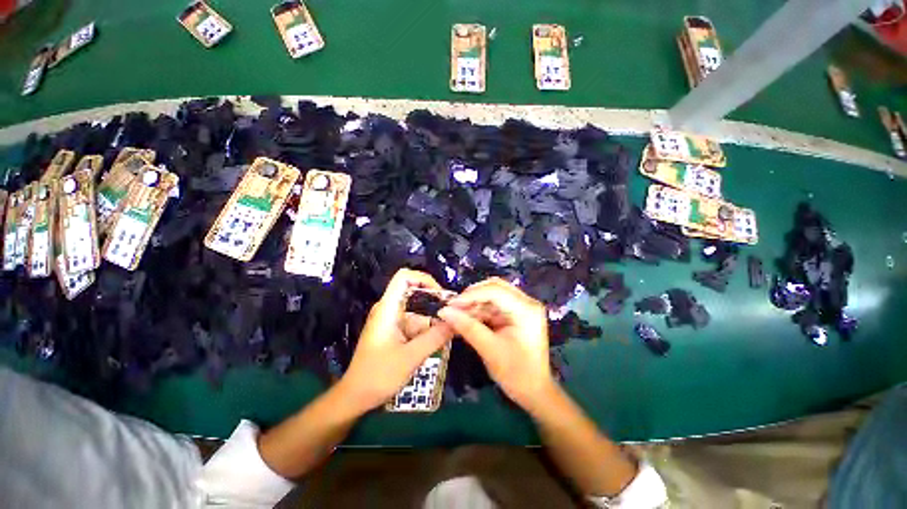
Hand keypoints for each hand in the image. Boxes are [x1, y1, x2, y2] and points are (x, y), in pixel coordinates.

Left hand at [339, 268, 454, 411]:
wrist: (355, 397)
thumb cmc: (378, 376)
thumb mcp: (411, 357)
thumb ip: (436, 337)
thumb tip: (457, 321)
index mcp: (388, 308)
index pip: (404, 277)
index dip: (424, 279)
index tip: (441, 296)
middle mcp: (389, 308)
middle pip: (414, 291)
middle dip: (434, 300)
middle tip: (451, 314)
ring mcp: (391, 319)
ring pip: (416, 307)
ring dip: (432, 316)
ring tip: (448, 329)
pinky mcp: (394, 330)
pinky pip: (414, 320)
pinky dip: (426, 327)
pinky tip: (436, 339)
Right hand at [437, 277, 554, 411]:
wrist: (534, 392)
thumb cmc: (516, 374)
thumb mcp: (489, 349)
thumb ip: (467, 327)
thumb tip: (444, 311)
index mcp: (526, 309)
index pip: (495, 291)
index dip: (470, 295)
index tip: (450, 304)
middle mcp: (526, 303)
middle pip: (494, 288)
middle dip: (472, 296)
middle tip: (453, 307)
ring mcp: (522, 307)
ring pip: (492, 296)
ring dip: (474, 304)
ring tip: (456, 314)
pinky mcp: (516, 314)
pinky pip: (494, 306)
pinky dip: (479, 311)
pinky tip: (466, 319)